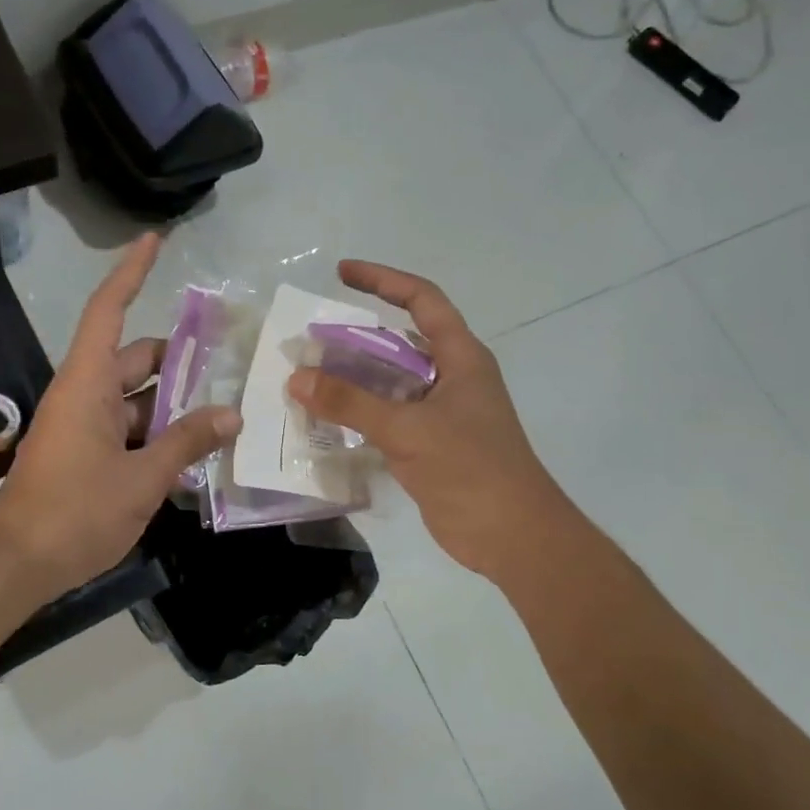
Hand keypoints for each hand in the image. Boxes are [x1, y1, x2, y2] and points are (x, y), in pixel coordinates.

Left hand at [0, 234, 240, 599]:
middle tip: (229, 361)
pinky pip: (127, 428)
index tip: (154, 240)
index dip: (132, 272)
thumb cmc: (76, 512)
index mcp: (87, 384)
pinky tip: (194, 450)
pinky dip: (158, 432)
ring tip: (224, 410)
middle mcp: (83, 395)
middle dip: (179, 358)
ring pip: (135, 398)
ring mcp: (82, 427)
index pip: (109, 311)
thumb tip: (231, 414)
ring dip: (173, 402)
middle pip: (135, 358)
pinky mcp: (84, 455)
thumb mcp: (142, 478)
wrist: (18, 565)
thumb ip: (187, 442)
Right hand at [289, 261, 569, 582]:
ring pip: (391, 383)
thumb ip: (351, 402)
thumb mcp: (408, 430)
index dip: (383, 280)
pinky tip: (326, 420)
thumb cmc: (471, 470)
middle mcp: (452, 378)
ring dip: (353, 379)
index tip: (341, 272)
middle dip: (355, 337)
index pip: (422, 300)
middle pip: (399, 342)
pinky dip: (359, 414)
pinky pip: (388, 417)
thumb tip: (296, 377)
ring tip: (307, 378)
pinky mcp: (430, 446)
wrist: (513, 537)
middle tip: (310, 340)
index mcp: (461, 358)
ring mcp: (441, 414)